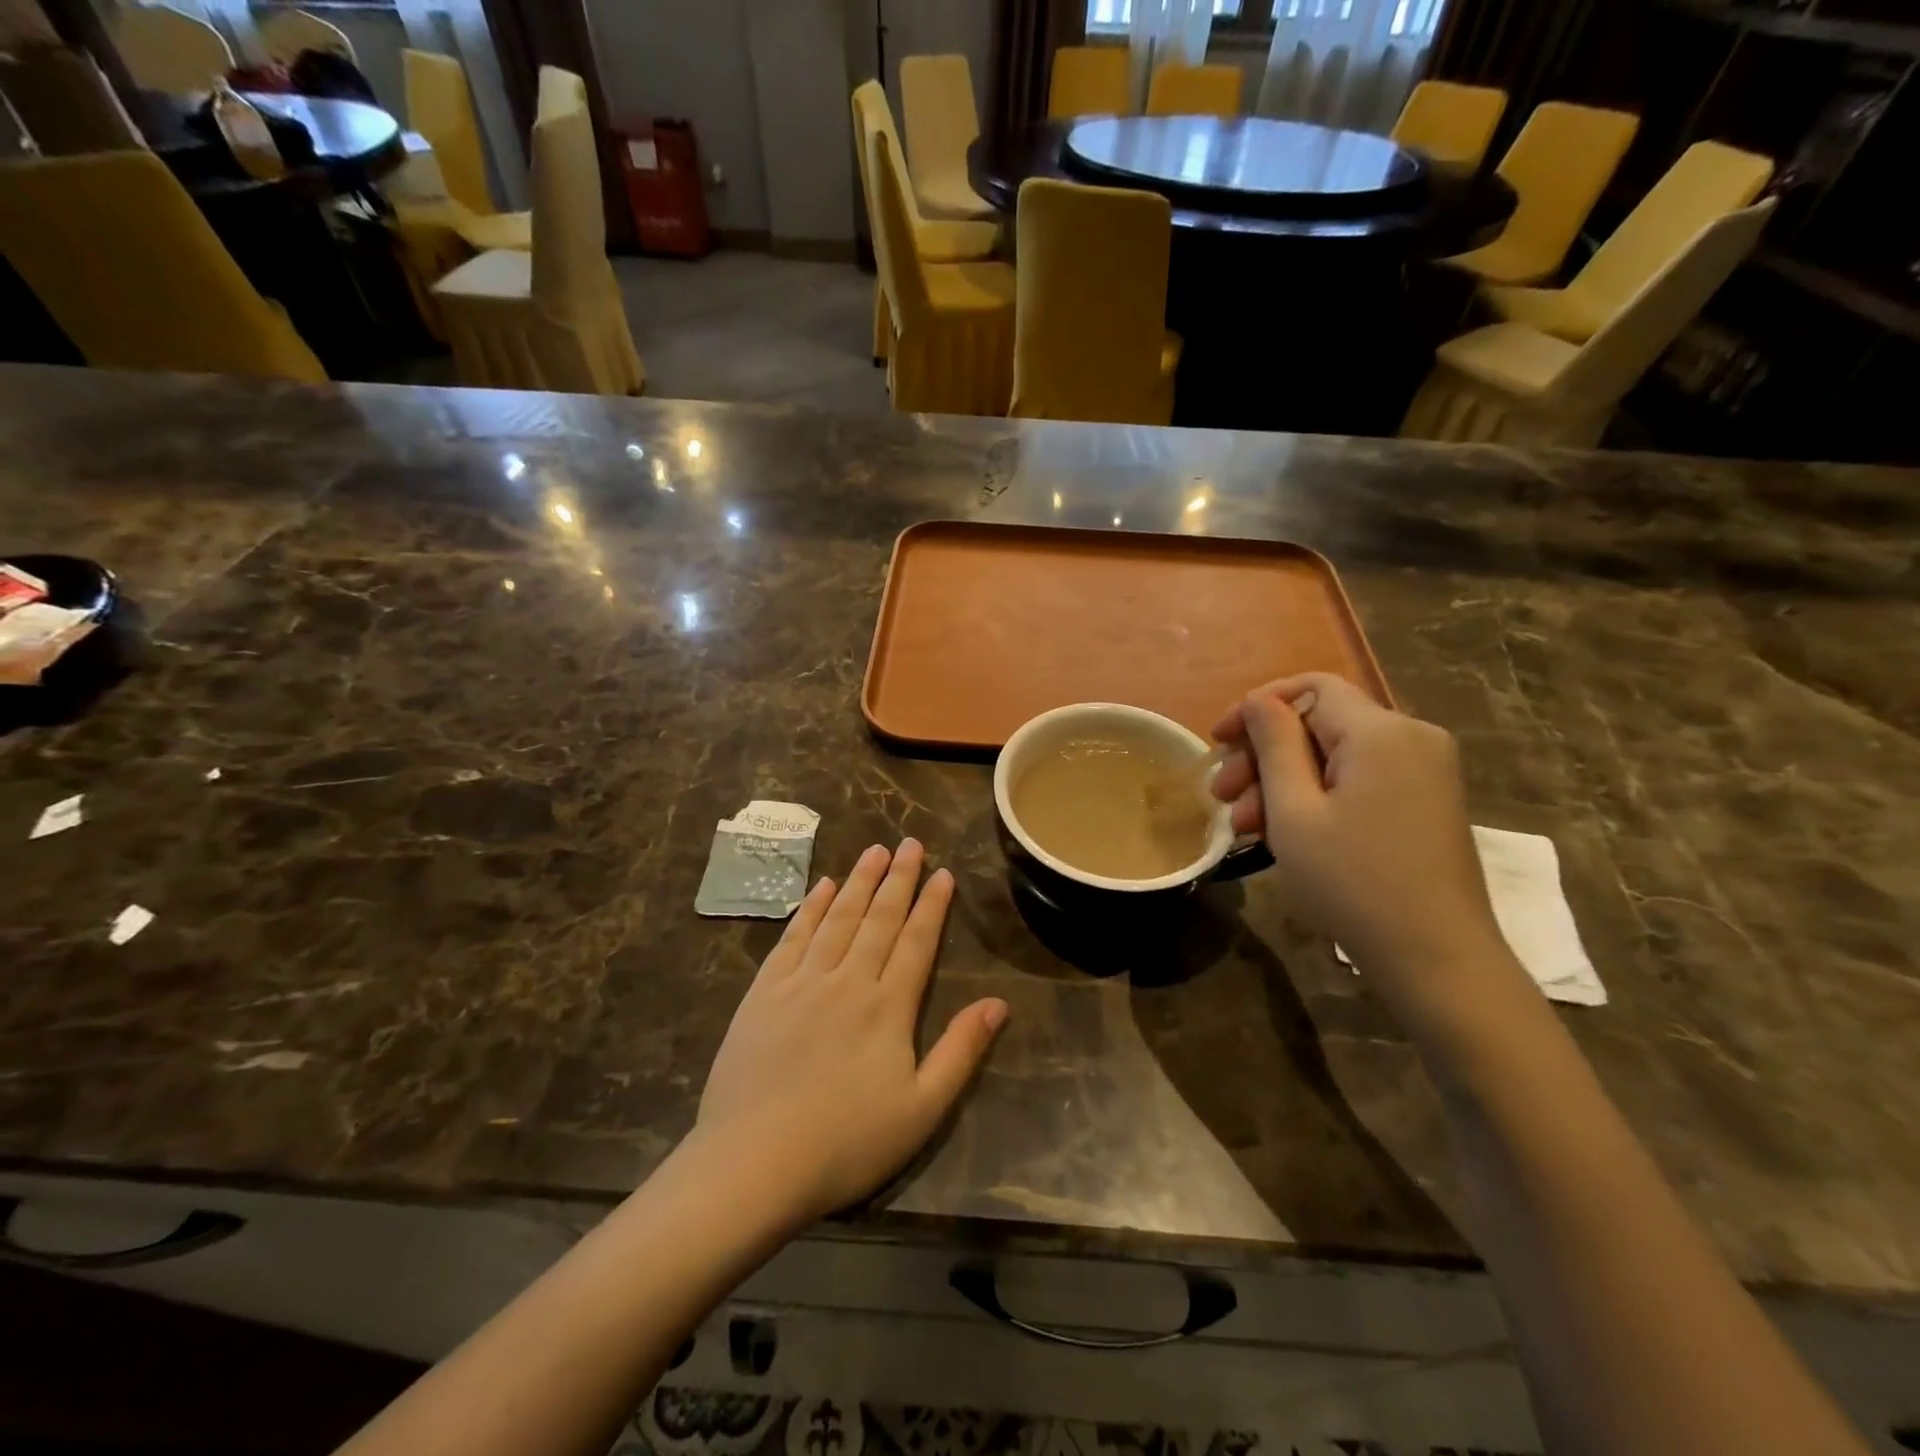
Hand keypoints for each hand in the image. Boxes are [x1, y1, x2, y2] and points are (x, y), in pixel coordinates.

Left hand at [695, 839, 1007, 1226]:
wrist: (753, 1164)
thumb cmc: (846, 1143)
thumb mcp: (921, 1110)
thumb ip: (961, 1052)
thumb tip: (998, 1003)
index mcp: (888, 1007)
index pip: (917, 942)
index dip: (932, 905)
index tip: (943, 873)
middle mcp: (847, 980)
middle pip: (879, 919)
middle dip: (899, 878)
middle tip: (910, 843)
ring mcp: (802, 982)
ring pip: (838, 918)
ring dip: (859, 882)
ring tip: (874, 850)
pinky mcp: (764, 992)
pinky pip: (793, 937)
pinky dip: (811, 908)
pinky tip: (822, 887)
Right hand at [1211, 673, 1512, 1006]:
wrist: (1437, 960)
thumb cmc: (1353, 883)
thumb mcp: (1294, 811)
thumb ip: (1274, 744)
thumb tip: (1260, 701)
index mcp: (1380, 732)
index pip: (1308, 688)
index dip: (1256, 707)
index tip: (1218, 741)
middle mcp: (1410, 737)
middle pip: (1319, 723)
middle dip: (1263, 755)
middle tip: (1221, 797)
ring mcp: (1425, 771)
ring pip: (1335, 755)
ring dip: (1283, 782)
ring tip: (1244, 827)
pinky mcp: (1426, 801)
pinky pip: (1359, 779)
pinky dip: (1317, 796)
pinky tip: (1285, 833)